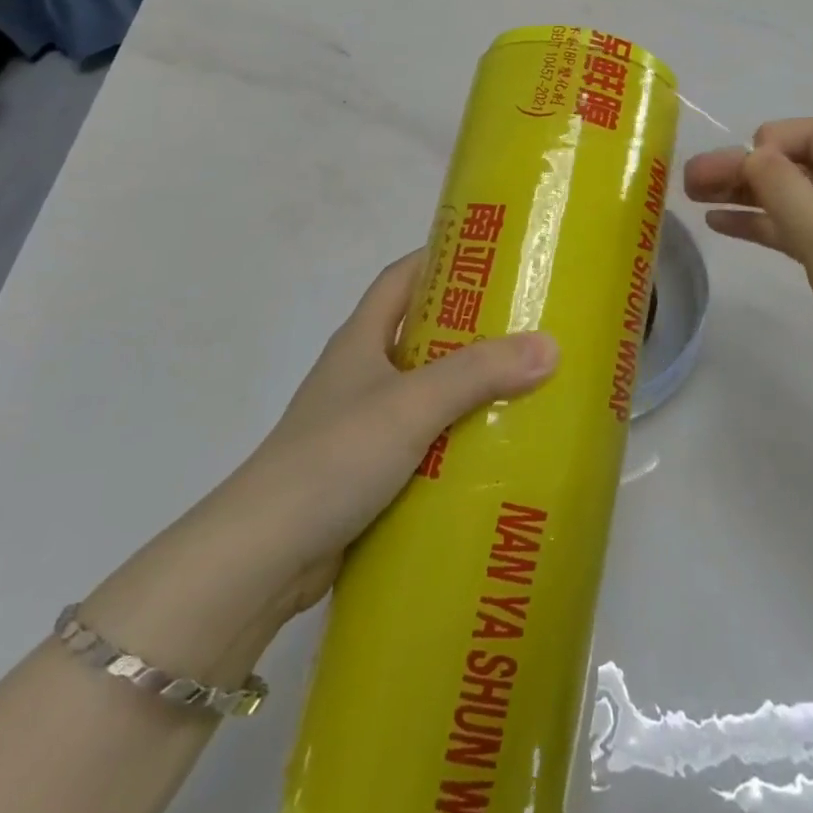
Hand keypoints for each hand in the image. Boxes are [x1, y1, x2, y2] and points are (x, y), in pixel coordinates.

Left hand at [233, 252, 557, 613]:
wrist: (263, 555)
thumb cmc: (334, 457)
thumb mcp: (411, 405)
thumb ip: (478, 373)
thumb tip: (549, 345)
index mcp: (360, 340)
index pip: (399, 278)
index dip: (438, 258)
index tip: (490, 258)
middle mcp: (358, 374)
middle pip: (417, 334)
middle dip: (467, 328)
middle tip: (524, 329)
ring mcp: (359, 425)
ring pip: (421, 392)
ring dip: (464, 389)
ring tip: (522, 390)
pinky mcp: (364, 472)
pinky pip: (419, 443)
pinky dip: (450, 441)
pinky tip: (489, 454)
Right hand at [684, 118, 812, 413]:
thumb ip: (783, 191)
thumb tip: (751, 152)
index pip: (810, 133)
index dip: (766, 143)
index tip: (730, 169)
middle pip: (795, 163)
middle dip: (742, 169)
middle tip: (688, 181)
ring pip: (793, 196)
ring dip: (747, 195)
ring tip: (695, 198)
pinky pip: (801, 226)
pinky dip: (765, 224)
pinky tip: (724, 224)